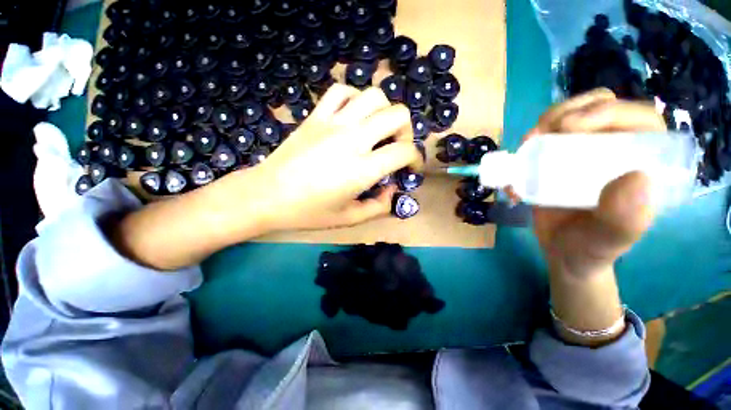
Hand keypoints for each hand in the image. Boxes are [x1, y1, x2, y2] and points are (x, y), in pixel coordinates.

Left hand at [242, 84, 422, 230]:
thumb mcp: (349, 218)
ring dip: (384, 111)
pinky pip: (341, 91)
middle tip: (396, 147)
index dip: (416, 158)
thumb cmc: (308, 212)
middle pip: (397, 115)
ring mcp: (332, 123)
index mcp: (362, 169)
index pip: (404, 151)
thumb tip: (392, 189)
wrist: (267, 196)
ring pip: (374, 96)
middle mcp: (353, 140)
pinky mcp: (315, 116)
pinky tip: (353, 116)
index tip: (411, 168)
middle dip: (406, 131)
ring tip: (377, 130)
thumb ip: (379, 206)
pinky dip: (355, 98)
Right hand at [524, 89, 664, 277]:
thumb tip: (638, 178)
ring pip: (571, 117)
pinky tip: (517, 159)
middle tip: (539, 135)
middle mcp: (618, 150)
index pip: (638, 119)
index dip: (607, 111)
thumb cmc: (590, 250)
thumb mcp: (607, 241)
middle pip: (600, 108)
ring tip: (525, 145)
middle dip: (568, 112)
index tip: (568, 127)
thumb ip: (624, 220)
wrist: (562, 252)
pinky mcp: (560, 159)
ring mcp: (586, 152)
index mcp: (644, 164)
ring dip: (546, 123)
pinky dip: (529, 142)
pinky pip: (546, 137)